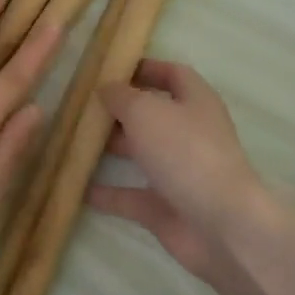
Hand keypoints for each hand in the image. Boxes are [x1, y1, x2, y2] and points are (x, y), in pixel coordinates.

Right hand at [87, 60, 281, 288]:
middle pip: (153, 115)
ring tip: (74, 140)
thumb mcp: (146, 112)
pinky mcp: (167, 208)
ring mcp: (180, 173)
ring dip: (112, 148)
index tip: (112, 69)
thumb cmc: (186, 153)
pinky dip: (108, 193)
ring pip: (142, 154)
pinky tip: (78, 188)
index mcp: (196, 102)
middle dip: (120, 110)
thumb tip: (106, 88)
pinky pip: (132, 196)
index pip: (173, 75)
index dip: (146, 68)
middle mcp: (190, 134)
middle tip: (83, 106)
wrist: (221, 226)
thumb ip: (121, 97)